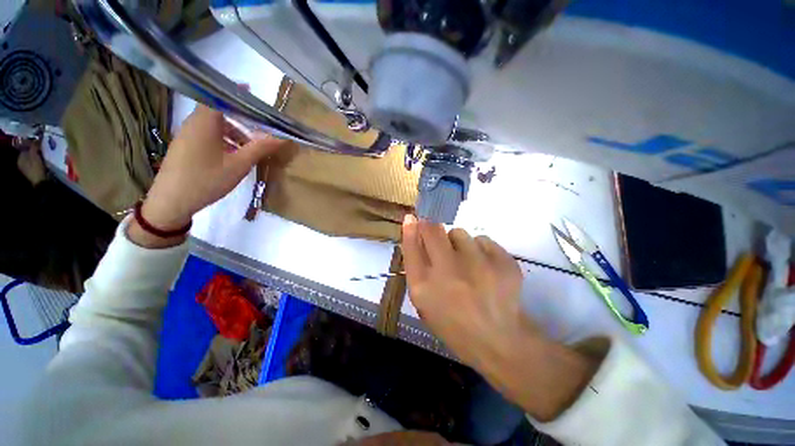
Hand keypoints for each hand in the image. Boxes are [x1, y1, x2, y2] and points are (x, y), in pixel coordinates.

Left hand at [129, 105, 291, 247]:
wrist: (171, 202)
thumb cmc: (206, 179)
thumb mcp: (239, 165)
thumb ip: (260, 148)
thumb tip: (283, 137)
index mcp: (205, 122)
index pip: (219, 96)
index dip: (235, 92)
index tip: (251, 90)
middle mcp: (193, 123)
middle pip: (218, 111)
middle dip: (240, 117)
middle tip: (259, 126)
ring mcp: (187, 135)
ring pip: (214, 125)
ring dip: (233, 132)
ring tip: (250, 148)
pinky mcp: (185, 147)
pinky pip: (207, 136)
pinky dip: (223, 140)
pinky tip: (234, 156)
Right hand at [401, 215, 597, 420]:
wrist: (498, 340)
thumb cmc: (454, 324)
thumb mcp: (425, 303)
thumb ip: (417, 270)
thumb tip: (415, 237)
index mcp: (424, 286)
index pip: (411, 246)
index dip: (410, 229)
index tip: (412, 218)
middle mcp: (447, 271)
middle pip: (433, 230)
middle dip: (431, 227)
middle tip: (436, 235)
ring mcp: (477, 264)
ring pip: (459, 233)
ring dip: (457, 242)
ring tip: (466, 261)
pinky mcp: (501, 261)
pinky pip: (483, 240)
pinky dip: (480, 249)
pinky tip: (485, 267)